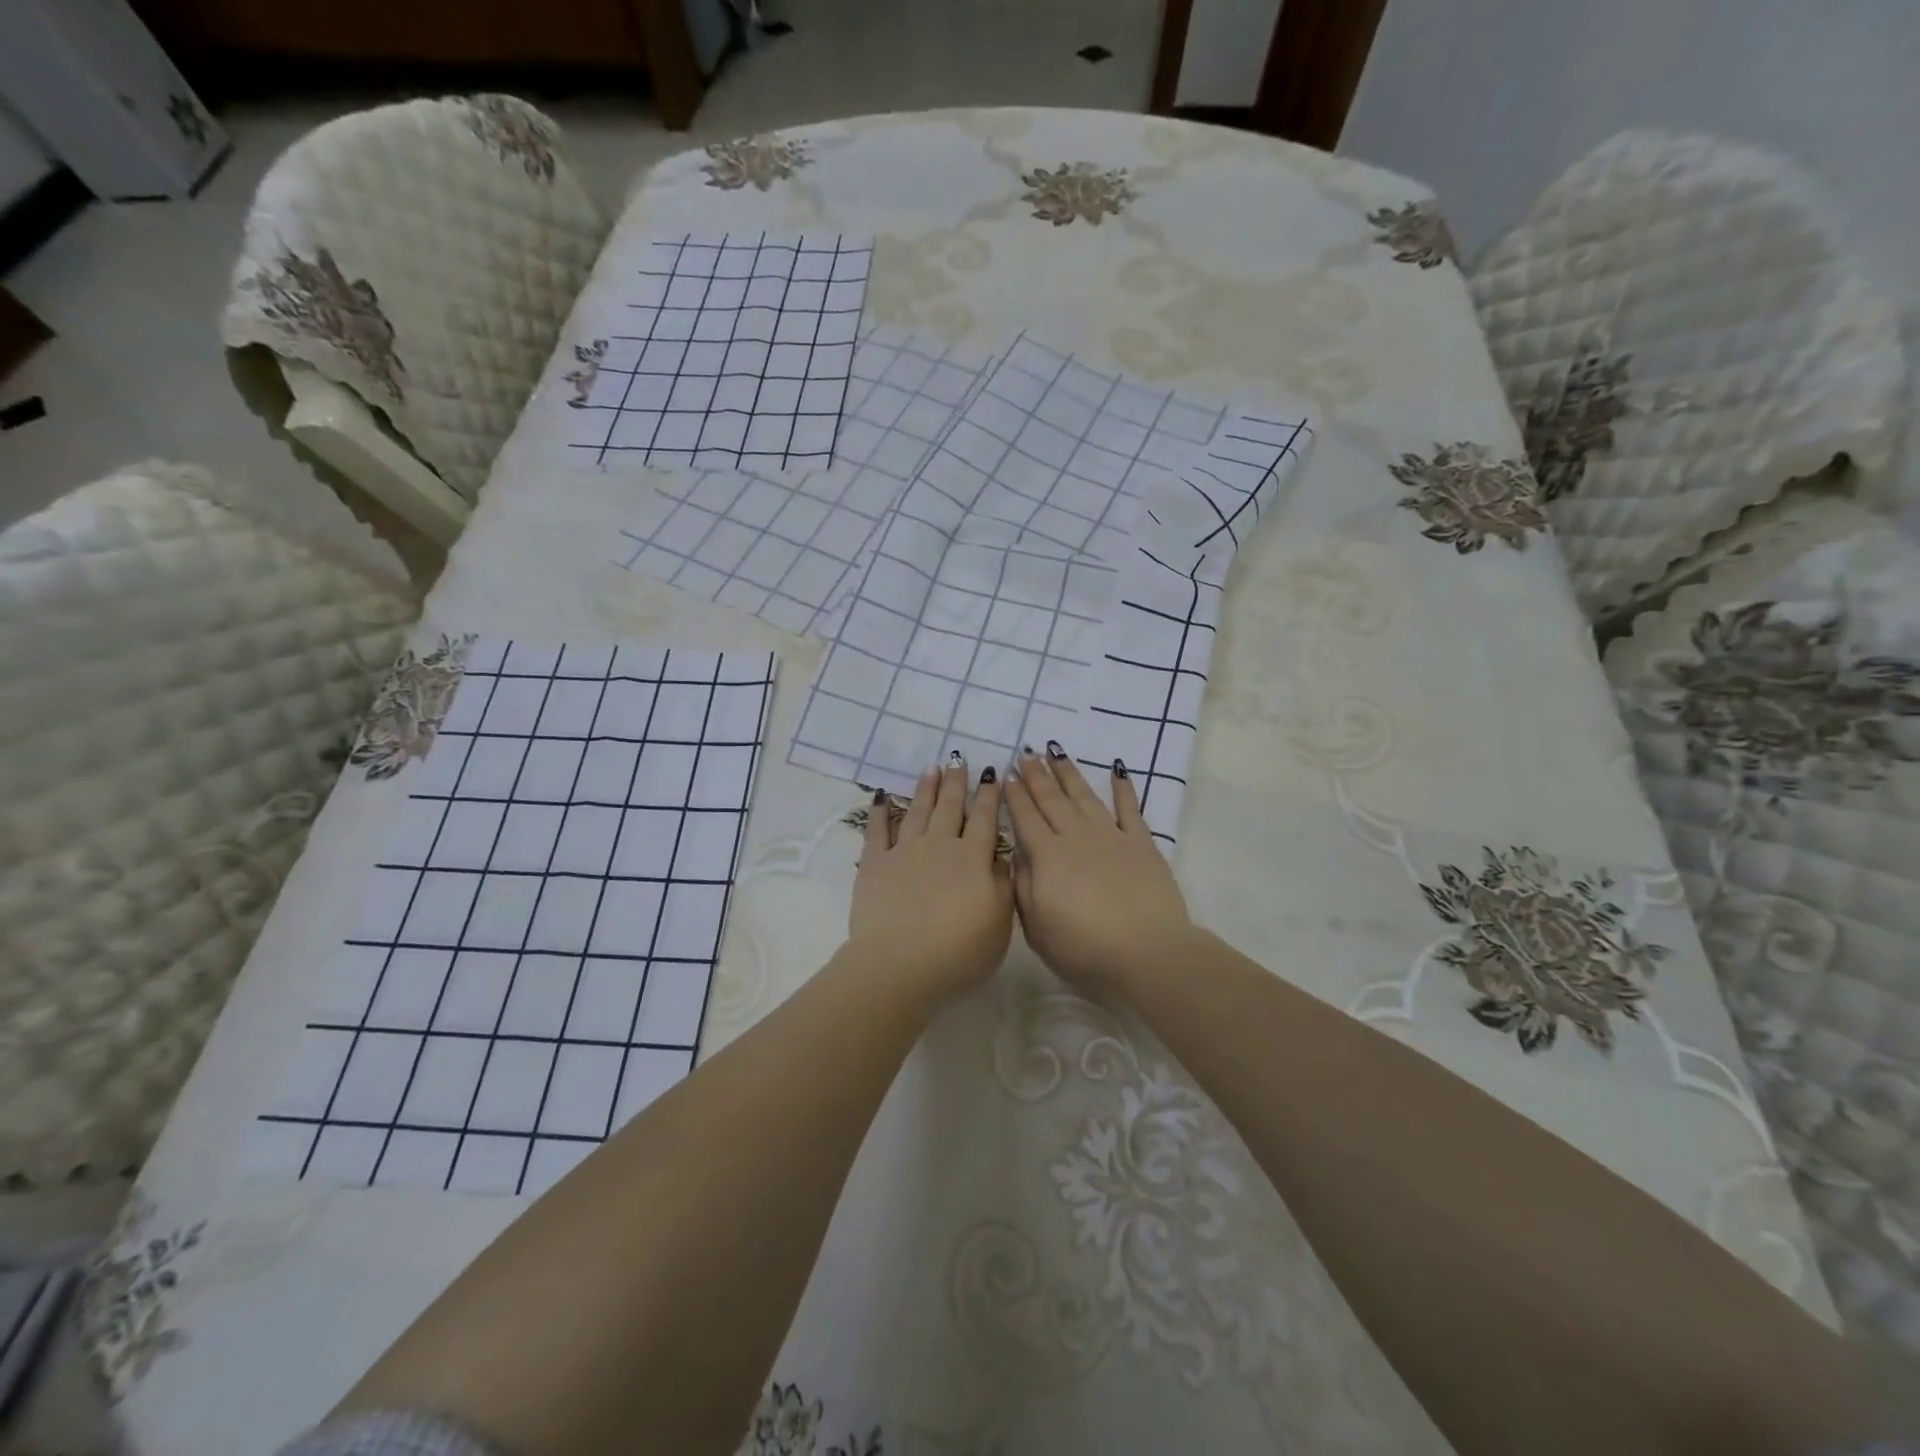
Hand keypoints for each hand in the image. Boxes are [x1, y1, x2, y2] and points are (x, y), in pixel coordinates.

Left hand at [848, 755, 1013, 1000]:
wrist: (901, 965)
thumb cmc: (959, 952)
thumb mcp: (999, 923)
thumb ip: (1004, 886)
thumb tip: (1004, 858)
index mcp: (972, 859)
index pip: (984, 820)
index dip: (989, 796)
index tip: (993, 773)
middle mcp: (939, 846)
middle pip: (950, 807)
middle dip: (957, 782)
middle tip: (959, 759)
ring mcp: (904, 852)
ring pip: (917, 811)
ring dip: (925, 788)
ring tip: (931, 768)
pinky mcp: (875, 864)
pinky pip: (877, 830)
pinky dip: (879, 811)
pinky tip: (881, 795)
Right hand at [1004, 745, 1195, 997]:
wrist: (1147, 953)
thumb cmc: (1084, 949)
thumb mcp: (1037, 927)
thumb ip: (1024, 886)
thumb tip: (1017, 851)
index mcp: (1047, 857)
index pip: (1025, 818)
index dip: (1014, 795)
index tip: (1006, 773)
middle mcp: (1076, 838)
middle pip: (1052, 800)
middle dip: (1036, 775)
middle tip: (1026, 752)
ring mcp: (1111, 837)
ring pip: (1085, 796)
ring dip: (1068, 773)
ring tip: (1056, 750)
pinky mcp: (1142, 844)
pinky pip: (1130, 809)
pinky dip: (1123, 788)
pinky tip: (1118, 769)